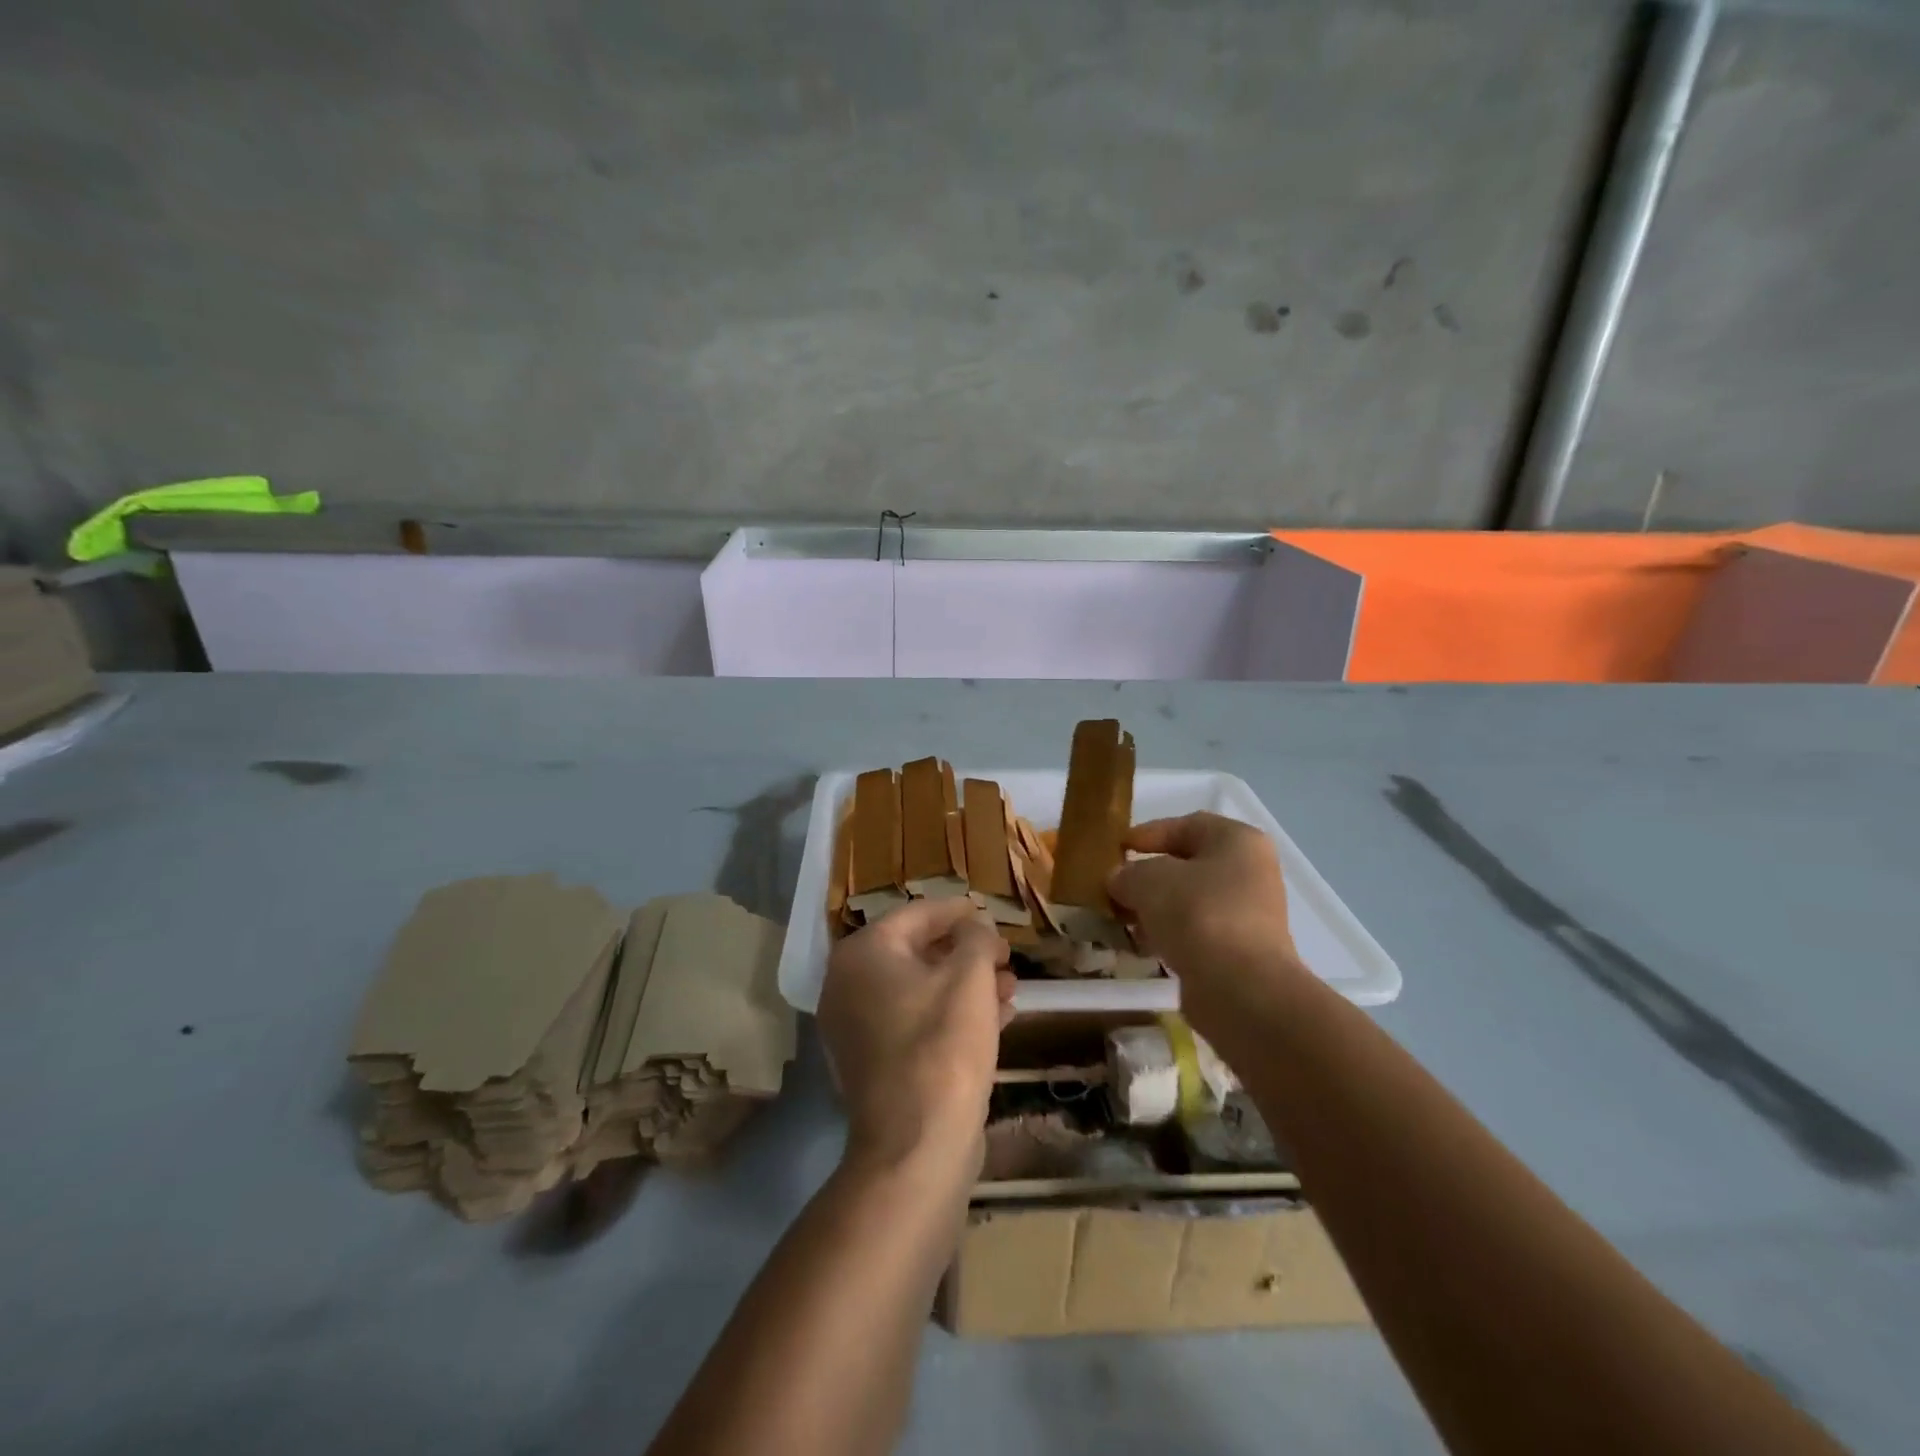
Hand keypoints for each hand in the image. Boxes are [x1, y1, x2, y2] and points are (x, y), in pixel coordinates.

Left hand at [817, 899, 1014, 1172]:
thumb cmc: (943, 1045)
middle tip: (1005, 957)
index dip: (959, 912)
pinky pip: (914, 1021)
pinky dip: (950, 1014)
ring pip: (920, 989)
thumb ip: (975, 938)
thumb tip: (975, 927)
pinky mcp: (873, 1061)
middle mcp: (848, 984)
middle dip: (966, 952)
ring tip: (1009, 987)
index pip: (917, 914)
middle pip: (917, 951)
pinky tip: (995, 1019)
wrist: (916, 1145)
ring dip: (965, 984)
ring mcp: (856, 1026)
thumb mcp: (970, 977)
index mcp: (863, 953)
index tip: (990, 914)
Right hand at [1107, 813, 1301, 1008]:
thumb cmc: (1197, 913)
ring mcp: (1250, 914)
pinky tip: (1143, 946)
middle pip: (1189, 865)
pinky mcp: (1243, 952)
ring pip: (1191, 901)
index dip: (1148, 833)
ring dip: (1156, 908)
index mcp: (1238, 841)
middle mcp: (1251, 872)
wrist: (1239, 988)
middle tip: (1115, 887)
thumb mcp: (1148, 881)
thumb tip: (1119, 879)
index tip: (1117, 848)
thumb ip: (1127, 873)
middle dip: (1149, 876)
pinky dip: (1170, 935)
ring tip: (1123, 919)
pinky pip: (1197, 932)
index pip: (1187, 825)